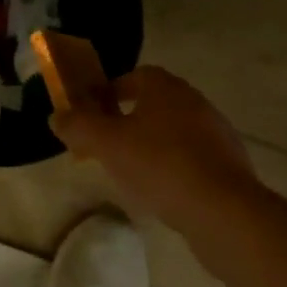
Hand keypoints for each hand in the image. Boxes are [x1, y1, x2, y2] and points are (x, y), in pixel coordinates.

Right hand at [50, 65, 259, 236]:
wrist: (224, 211)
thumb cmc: (160, 165)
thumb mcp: (107, 144)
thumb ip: (78, 126)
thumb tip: (56, 116)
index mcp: (166, 87)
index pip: (136, 76)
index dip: (111, 91)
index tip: (95, 113)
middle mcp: (194, 101)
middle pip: (155, 103)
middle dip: (130, 120)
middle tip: (108, 144)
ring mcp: (216, 133)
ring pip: (174, 132)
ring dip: (152, 145)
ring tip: (132, 173)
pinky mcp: (230, 165)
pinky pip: (193, 158)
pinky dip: (174, 168)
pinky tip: (163, 193)